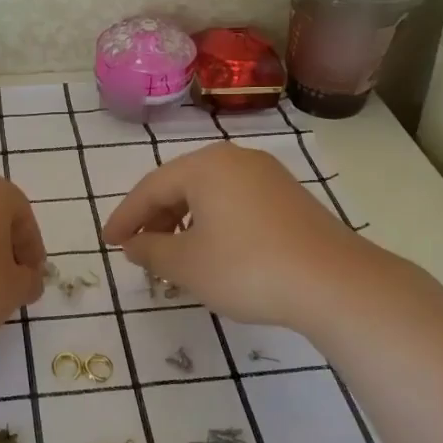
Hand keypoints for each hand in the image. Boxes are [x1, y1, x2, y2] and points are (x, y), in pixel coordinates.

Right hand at [102, 143, 381, 331]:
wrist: (334, 282)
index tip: (108, 242)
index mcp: (206, 166)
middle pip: (181, 185)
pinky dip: (213, 223)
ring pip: (210, 194)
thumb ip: (150, 251)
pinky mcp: (289, 197)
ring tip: (173, 255)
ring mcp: (267, 176)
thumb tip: (134, 244)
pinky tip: (213, 251)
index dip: (125, 217)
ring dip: (183, 222)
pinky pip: (236, 202)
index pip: (151, 188)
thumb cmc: (247, 267)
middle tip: (138, 249)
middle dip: (155, 218)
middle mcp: (236, 159)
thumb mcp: (187, 265)